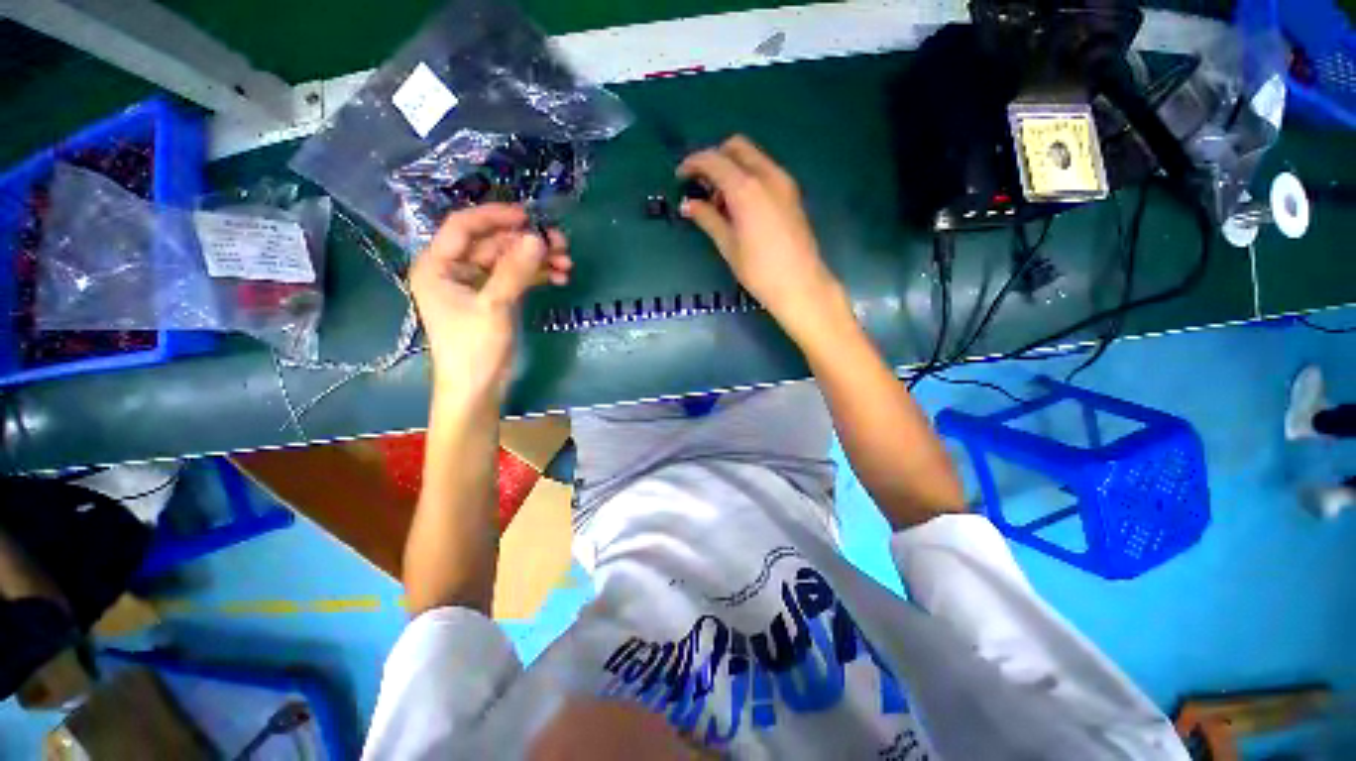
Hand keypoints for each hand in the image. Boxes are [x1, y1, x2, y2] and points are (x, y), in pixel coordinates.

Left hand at [410, 204, 570, 400]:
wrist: (478, 388)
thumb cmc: (474, 348)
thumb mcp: (494, 306)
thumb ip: (515, 271)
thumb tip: (538, 237)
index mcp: (438, 265)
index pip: (464, 226)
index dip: (496, 216)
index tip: (529, 216)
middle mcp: (455, 269)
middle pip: (494, 243)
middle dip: (528, 244)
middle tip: (561, 245)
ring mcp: (477, 284)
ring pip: (510, 260)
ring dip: (538, 260)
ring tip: (567, 265)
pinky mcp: (495, 297)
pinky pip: (517, 277)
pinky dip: (537, 276)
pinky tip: (559, 278)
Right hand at [677, 135, 844, 334]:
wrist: (800, 285)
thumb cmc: (759, 270)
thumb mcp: (728, 245)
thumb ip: (707, 218)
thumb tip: (687, 204)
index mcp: (746, 188)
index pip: (714, 160)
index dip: (693, 163)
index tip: (680, 177)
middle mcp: (767, 175)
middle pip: (736, 147)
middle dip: (715, 159)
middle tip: (702, 186)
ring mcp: (784, 182)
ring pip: (753, 157)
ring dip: (732, 168)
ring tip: (720, 203)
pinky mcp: (792, 194)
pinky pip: (765, 171)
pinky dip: (748, 177)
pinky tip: (740, 206)